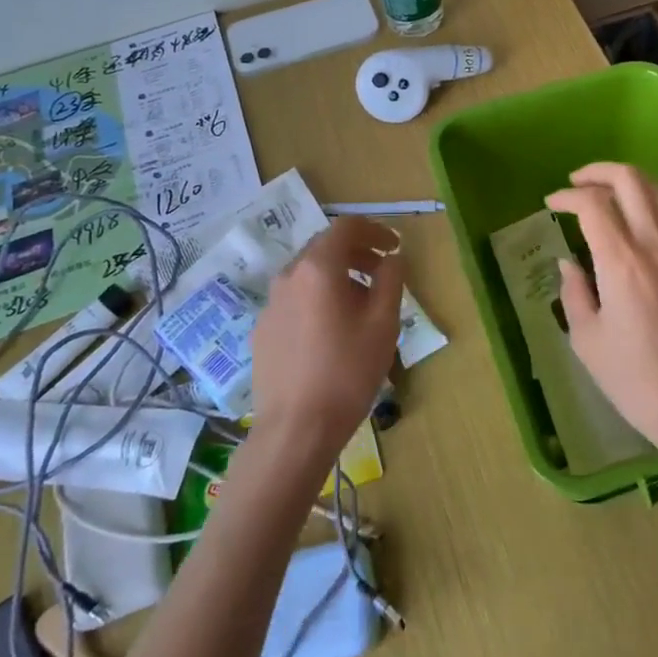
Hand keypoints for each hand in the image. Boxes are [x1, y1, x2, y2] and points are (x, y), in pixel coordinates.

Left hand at [249, 216, 401, 472]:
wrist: (296, 429)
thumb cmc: (347, 371)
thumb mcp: (383, 323)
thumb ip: (391, 280)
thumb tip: (392, 258)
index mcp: (318, 268)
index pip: (346, 227)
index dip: (374, 230)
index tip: (394, 246)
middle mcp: (288, 276)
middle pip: (324, 248)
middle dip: (357, 253)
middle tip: (383, 273)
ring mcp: (270, 304)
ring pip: (308, 275)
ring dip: (338, 277)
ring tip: (361, 305)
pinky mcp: (262, 330)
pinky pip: (295, 300)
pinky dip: (318, 298)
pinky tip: (332, 331)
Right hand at [544, 163, 657, 453]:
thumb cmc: (633, 378)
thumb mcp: (586, 339)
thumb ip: (574, 292)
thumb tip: (570, 264)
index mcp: (623, 262)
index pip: (594, 204)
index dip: (568, 196)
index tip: (552, 203)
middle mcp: (657, 244)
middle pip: (631, 180)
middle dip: (599, 172)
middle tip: (577, 182)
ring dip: (629, 183)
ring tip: (607, 195)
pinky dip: (653, 204)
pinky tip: (640, 221)